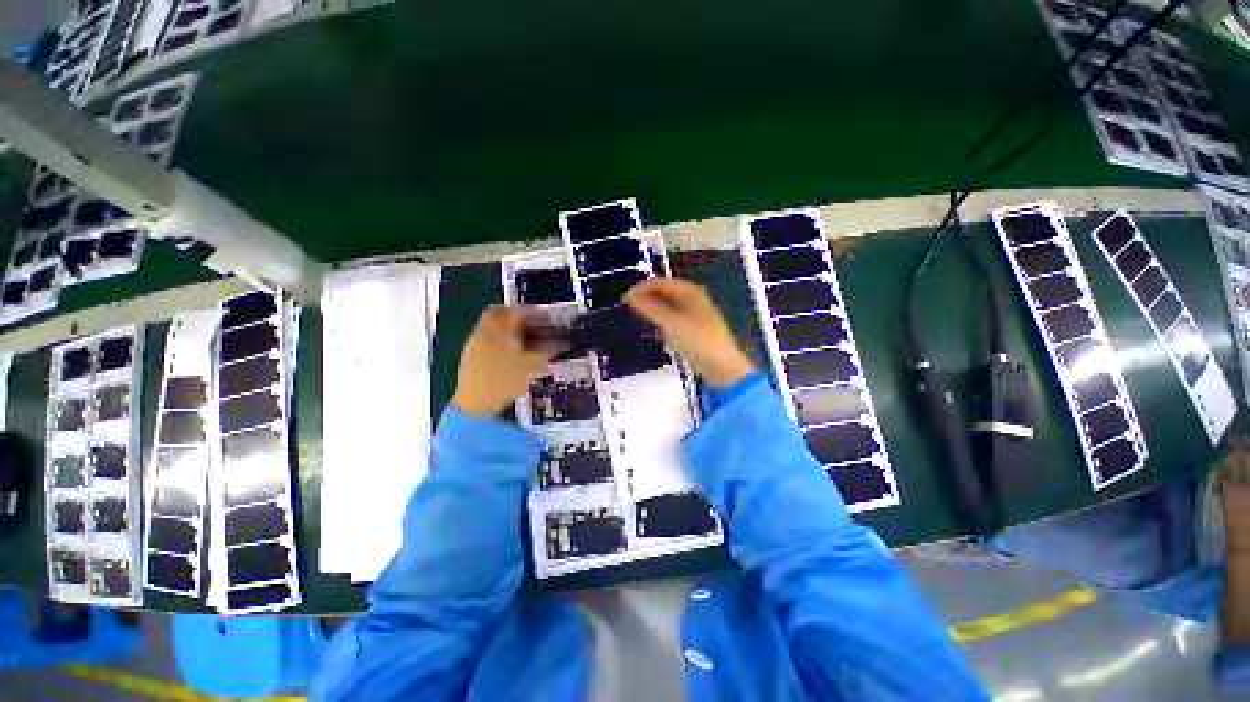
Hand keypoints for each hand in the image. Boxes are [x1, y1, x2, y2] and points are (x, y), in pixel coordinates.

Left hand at [451, 306, 555, 416]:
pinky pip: (485, 337)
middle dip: (515, 315)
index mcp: (501, 329)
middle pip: (499, 312)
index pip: (519, 311)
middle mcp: (485, 330)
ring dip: (506, 327)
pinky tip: (507, 353)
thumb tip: (561, 342)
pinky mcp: (469, 354)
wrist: (475, 403)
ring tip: (521, 341)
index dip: (535, 313)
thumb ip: (547, 350)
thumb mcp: (534, 366)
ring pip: (491, 325)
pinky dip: (498, 338)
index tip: (545, 319)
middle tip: (530, 324)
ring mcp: (474, 342)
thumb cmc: (506, 381)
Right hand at [625, 277, 753, 388]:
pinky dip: (660, 318)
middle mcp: (692, 297)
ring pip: (667, 304)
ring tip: (636, 316)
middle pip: (664, 291)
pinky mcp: (692, 327)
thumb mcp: (671, 322)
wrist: (721, 365)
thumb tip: (630, 296)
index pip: (659, 282)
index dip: (641, 288)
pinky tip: (652, 326)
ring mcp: (693, 312)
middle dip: (645, 297)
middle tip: (627, 309)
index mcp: (689, 291)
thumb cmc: (697, 339)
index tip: (624, 300)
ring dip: (651, 308)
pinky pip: (672, 316)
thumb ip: (649, 308)